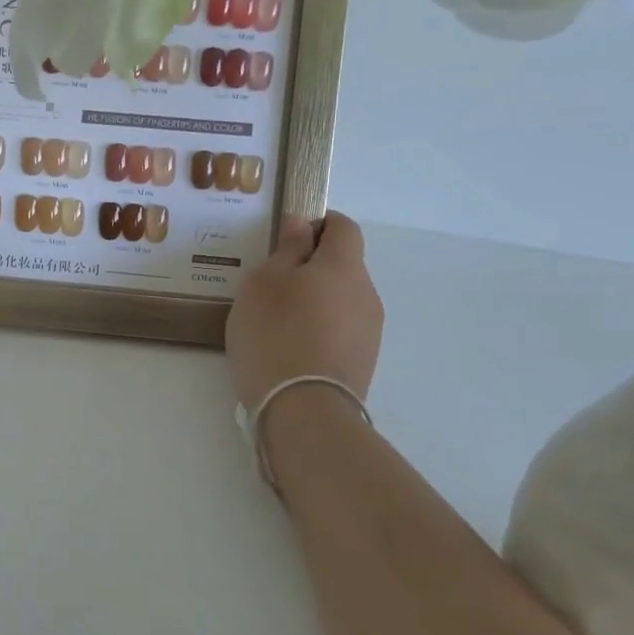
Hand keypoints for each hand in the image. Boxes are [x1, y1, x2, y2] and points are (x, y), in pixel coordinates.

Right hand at [225, 212, 383, 410]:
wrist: (304, 411)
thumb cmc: (275, 334)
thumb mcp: (264, 283)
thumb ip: (286, 249)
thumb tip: (302, 224)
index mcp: (344, 266)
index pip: (344, 227)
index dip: (318, 223)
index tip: (287, 238)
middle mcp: (366, 293)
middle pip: (343, 265)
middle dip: (312, 266)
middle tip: (271, 284)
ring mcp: (369, 331)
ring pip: (342, 299)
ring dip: (315, 300)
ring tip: (276, 321)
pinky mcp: (363, 362)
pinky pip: (341, 329)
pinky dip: (319, 328)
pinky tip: (290, 348)